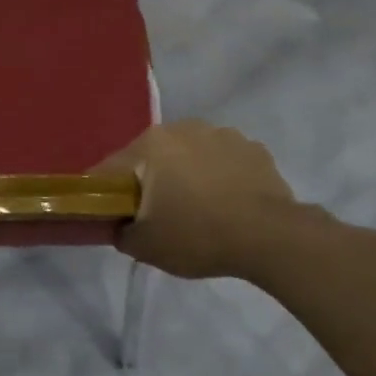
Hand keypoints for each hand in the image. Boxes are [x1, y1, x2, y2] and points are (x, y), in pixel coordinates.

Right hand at [97, 120, 307, 279]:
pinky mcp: (254, 148)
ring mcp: (223, 134)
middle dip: (150, 181)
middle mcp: (183, 128)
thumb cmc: (198, 235)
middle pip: (152, 157)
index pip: (111, 169)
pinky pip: (224, 161)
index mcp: (151, 145)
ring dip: (187, 175)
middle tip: (155, 216)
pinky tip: (228, 204)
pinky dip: (220, 177)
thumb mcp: (145, 246)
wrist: (270, 237)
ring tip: (198, 209)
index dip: (105, 194)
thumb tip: (121, 226)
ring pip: (190, 155)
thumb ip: (120, 233)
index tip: (110, 216)